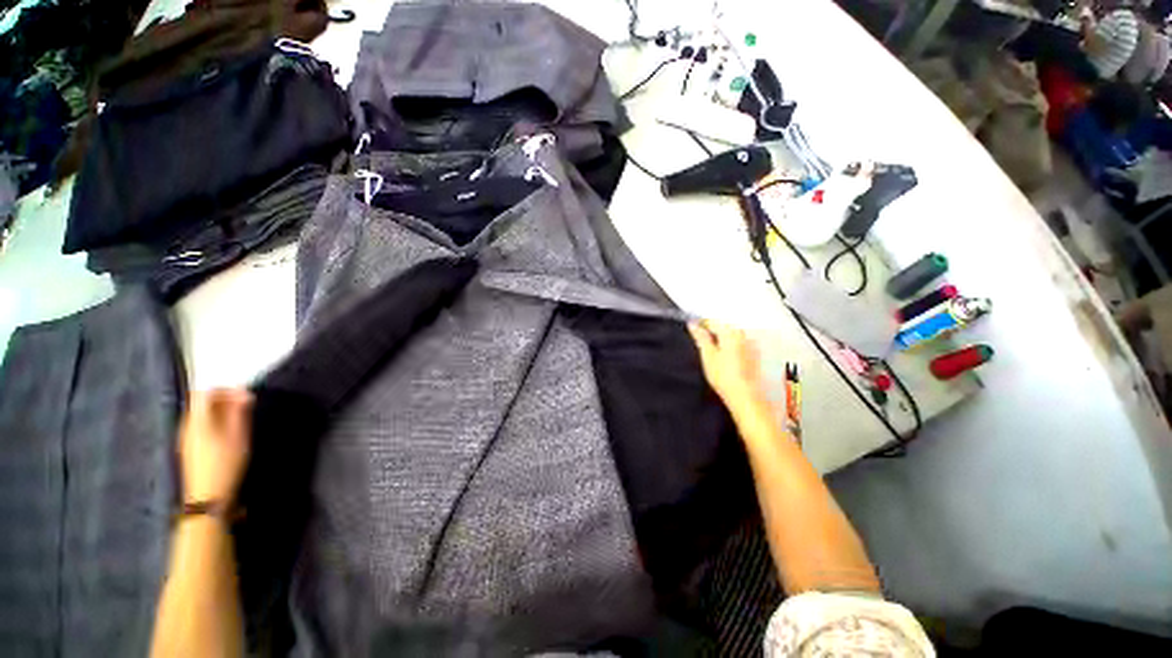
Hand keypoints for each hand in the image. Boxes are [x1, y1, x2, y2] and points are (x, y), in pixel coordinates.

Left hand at [178, 389, 253, 505]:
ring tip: (241, 418)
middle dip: (224, 399)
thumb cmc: (225, 463)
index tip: (244, 394)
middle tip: (246, 405)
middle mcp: (187, 425)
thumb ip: (239, 413)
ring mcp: (186, 438)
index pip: (204, 393)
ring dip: (221, 411)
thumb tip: (243, 395)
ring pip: (201, 415)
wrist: (208, 497)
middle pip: (201, 403)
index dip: (224, 389)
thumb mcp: (239, 436)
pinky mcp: (190, 448)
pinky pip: (201, 426)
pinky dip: (215, 422)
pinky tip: (229, 433)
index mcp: (198, 420)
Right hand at [688, 319, 771, 418]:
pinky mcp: (754, 355)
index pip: (712, 321)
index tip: (692, 327)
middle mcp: (743, 335)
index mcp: (730, 332)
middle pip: (724, 326)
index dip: (700, 323)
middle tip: (699, 337)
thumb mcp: (707, 355)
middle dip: (712, 329)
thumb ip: (700, 337)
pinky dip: (730, 345)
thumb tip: (693, 324)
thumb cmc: (724, 377)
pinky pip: (739, 343)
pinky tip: (725, 355)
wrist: (746, 396)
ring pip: (732, 335)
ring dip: (721, 337)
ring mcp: (750, 345)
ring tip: (711, 347)